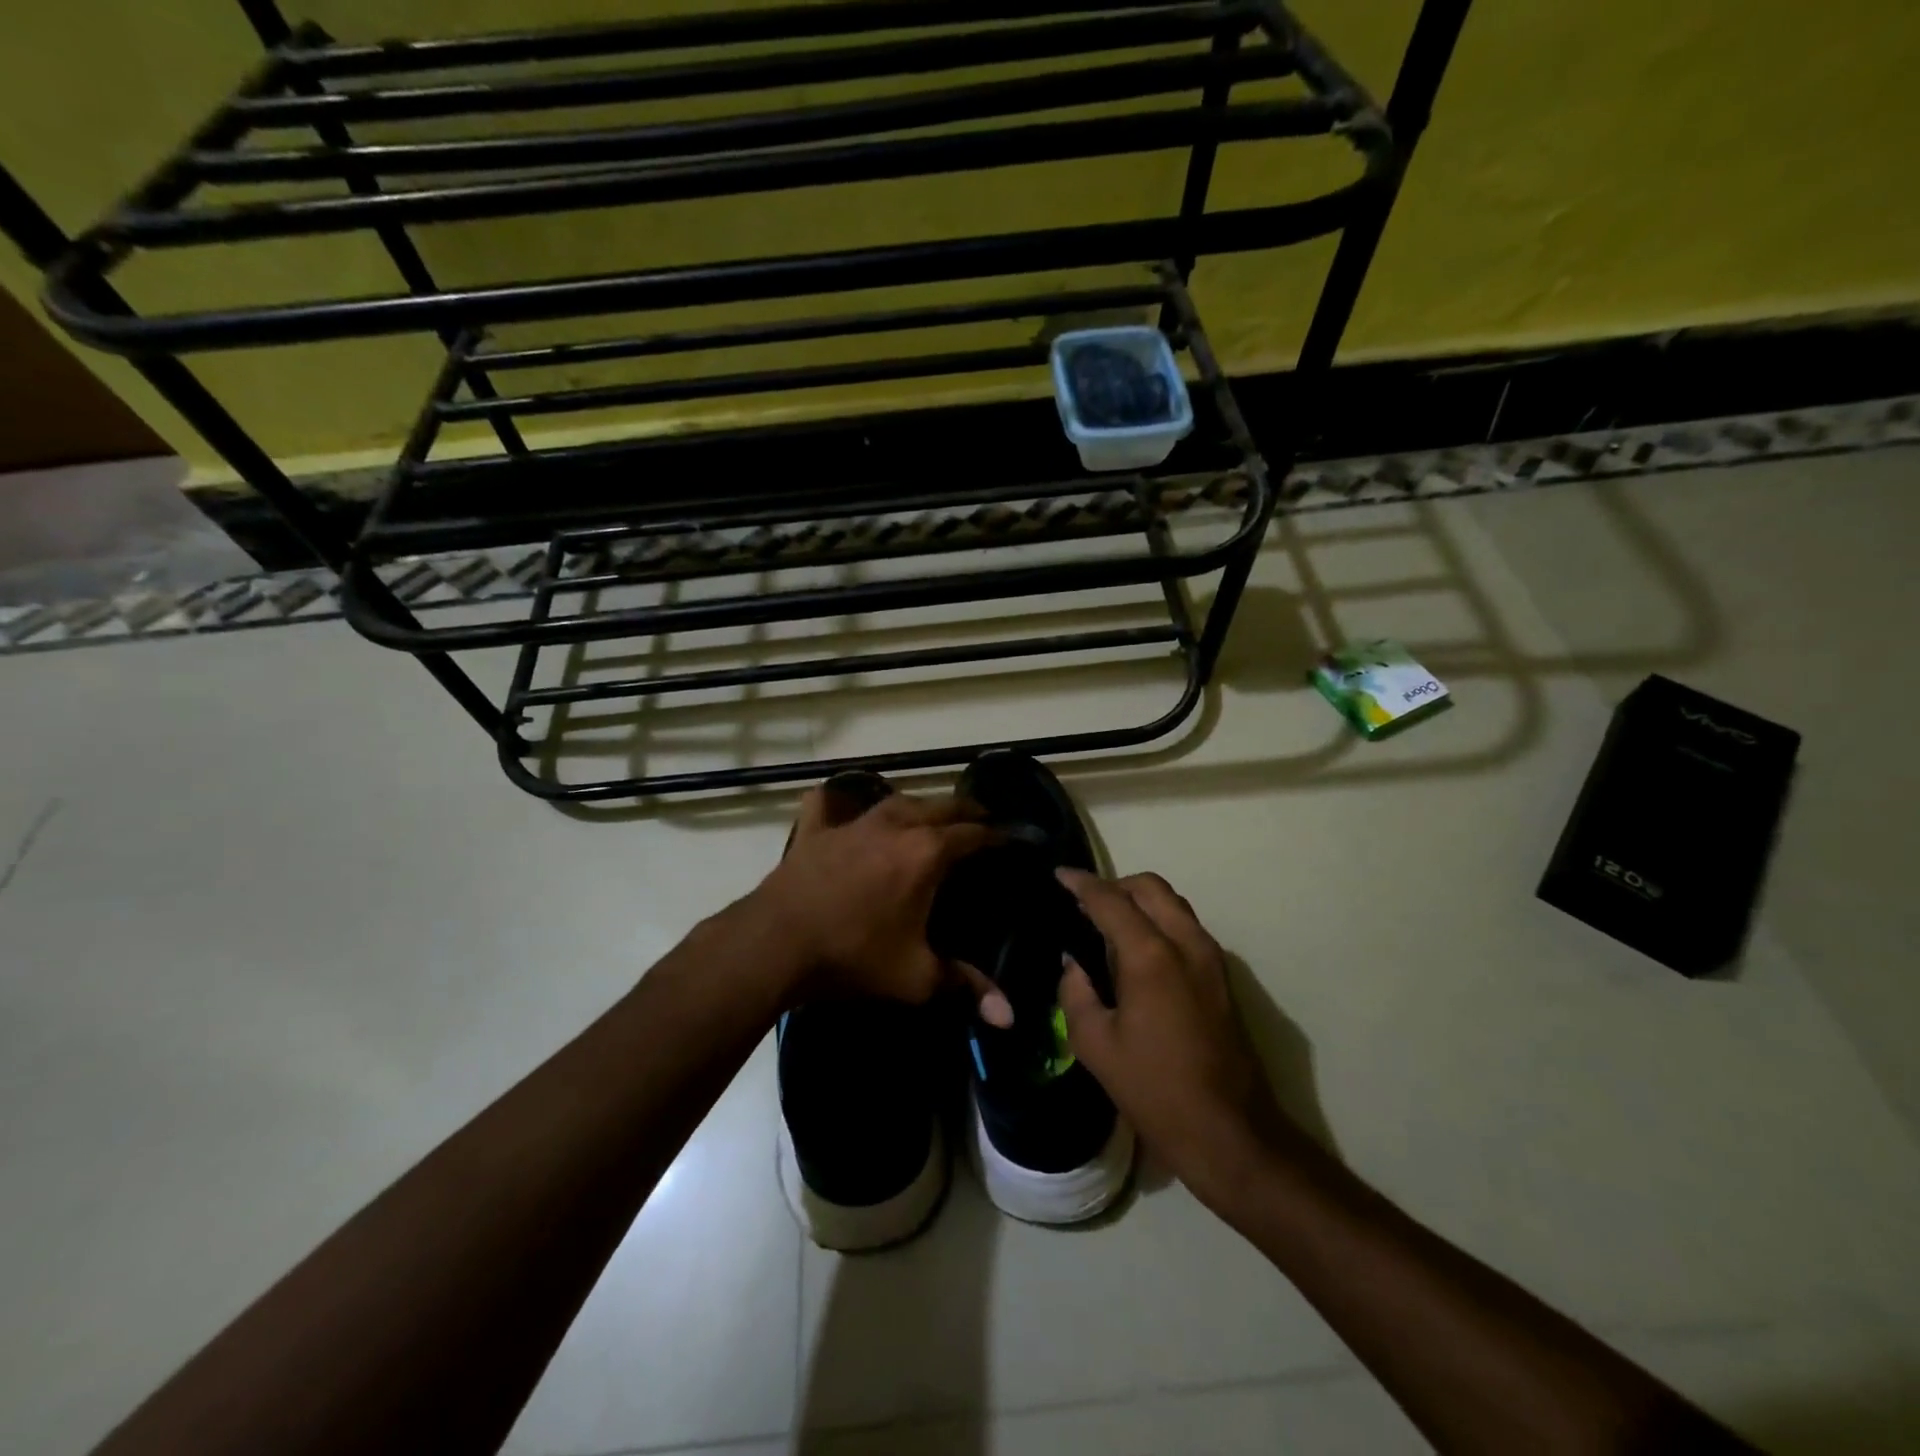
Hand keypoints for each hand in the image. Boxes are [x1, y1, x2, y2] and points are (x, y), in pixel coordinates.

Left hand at [746, 786, 1004, 1010]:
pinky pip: (831, 802)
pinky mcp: (816, 829)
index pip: (976, 834)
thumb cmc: (854, 956)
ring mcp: (853, 822)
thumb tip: (1009, 1018)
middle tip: (983, 821)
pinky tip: (845, 808)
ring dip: (920, 806)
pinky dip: (841, 801)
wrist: (776, 944)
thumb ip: (965, 988)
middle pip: (942, 805)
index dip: (1001, 835)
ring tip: (930, 816)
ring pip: (897, 800)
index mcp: (927, 852)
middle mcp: (895, 825)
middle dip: (968, 811)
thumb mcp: (915, 978)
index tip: (1017, 838)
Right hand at [1056, 869, 1307, 1207]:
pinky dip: (1159, 920)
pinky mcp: (1223, 976)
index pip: (1110, 900)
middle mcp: (1186, 943)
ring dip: (1140, 901)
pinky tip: (1137, 950)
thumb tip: (1072, 963)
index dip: (1081, 884)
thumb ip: (1076, 993)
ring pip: (1173, 903)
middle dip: (1115, 885)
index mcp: (1151, 956)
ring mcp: (1211, 958)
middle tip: (1084, 903)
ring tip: (1108, 924)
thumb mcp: (1096, 1046)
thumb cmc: (1155, 1090)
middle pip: (1150, 887)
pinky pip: (1186, 927)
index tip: (1059, 875)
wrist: (1230, 1132)